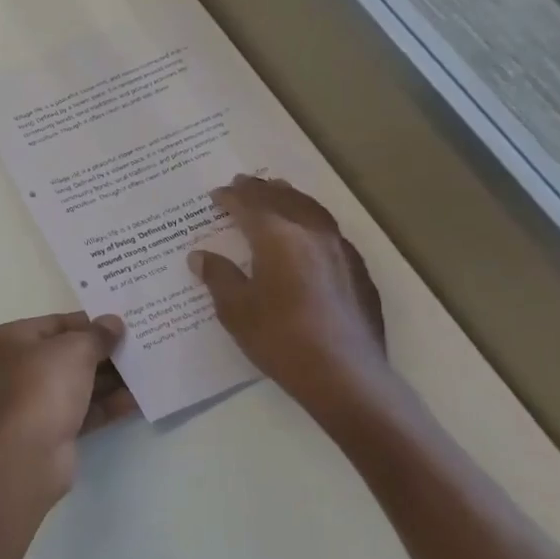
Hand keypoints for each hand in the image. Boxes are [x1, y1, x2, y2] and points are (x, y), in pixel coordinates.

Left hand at [0, 312, 134, 504]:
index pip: (55, 323)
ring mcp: (30, 402)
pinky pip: (81, 410)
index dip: (90, 322)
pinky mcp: (48, 430)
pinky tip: (137, 400)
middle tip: (138, 347)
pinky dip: (106, 405)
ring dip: (109, 380)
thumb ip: (98, 334)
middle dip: (102, 353)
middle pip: (66, 354)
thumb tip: (112, 322)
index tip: (121, 323)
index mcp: (10, 340)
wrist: (28, 453)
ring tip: (145, 372)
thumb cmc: (44, 386)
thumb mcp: (75, 349)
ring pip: (75, 384)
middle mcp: (14, 368)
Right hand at [188, 175, 388, 413]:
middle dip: (260, 190)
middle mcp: (311, 234)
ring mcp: (340, 251)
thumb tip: (201, 255)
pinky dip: (312, 220)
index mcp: (278, 238)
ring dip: (290, 197)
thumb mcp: (235, 310)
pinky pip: (331, 231)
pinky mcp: (358, 271)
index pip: (250, 206)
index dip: (231, 198)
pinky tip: (309, 233)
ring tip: (278, 191)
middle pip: (283, 199)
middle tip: (243, 183)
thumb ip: (218, 277)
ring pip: (312, 210)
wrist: (344, 375)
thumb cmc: (280, 339)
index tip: (216, 194)